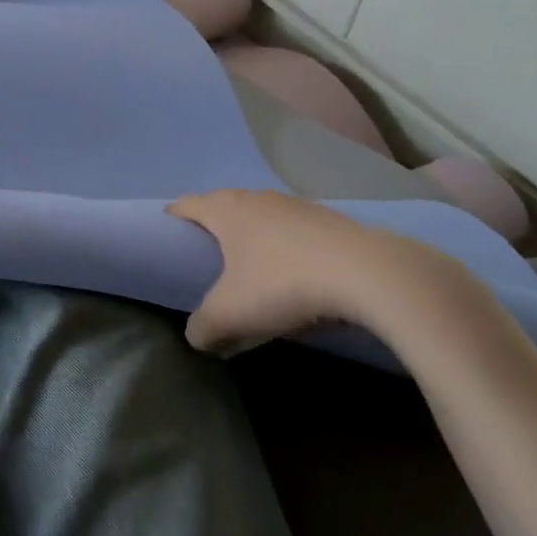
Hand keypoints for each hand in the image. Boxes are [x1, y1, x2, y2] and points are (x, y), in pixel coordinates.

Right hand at [167, 189, 447, 353]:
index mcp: (225, 211)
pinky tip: (295, 273)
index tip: (166, 237)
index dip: (171, 218)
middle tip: (206, 256)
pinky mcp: (332, 220)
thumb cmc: (283, 285)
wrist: (371, 275)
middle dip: (212, 227)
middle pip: (223, 205)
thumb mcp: (230, 315)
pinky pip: (294, 229)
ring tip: (251, 266)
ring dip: (252, 236)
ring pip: (262, 216)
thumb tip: (196, 336)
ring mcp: (297, 206)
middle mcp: (257, 198)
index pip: (186, 204)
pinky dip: (286, 246)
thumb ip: (203, 327)